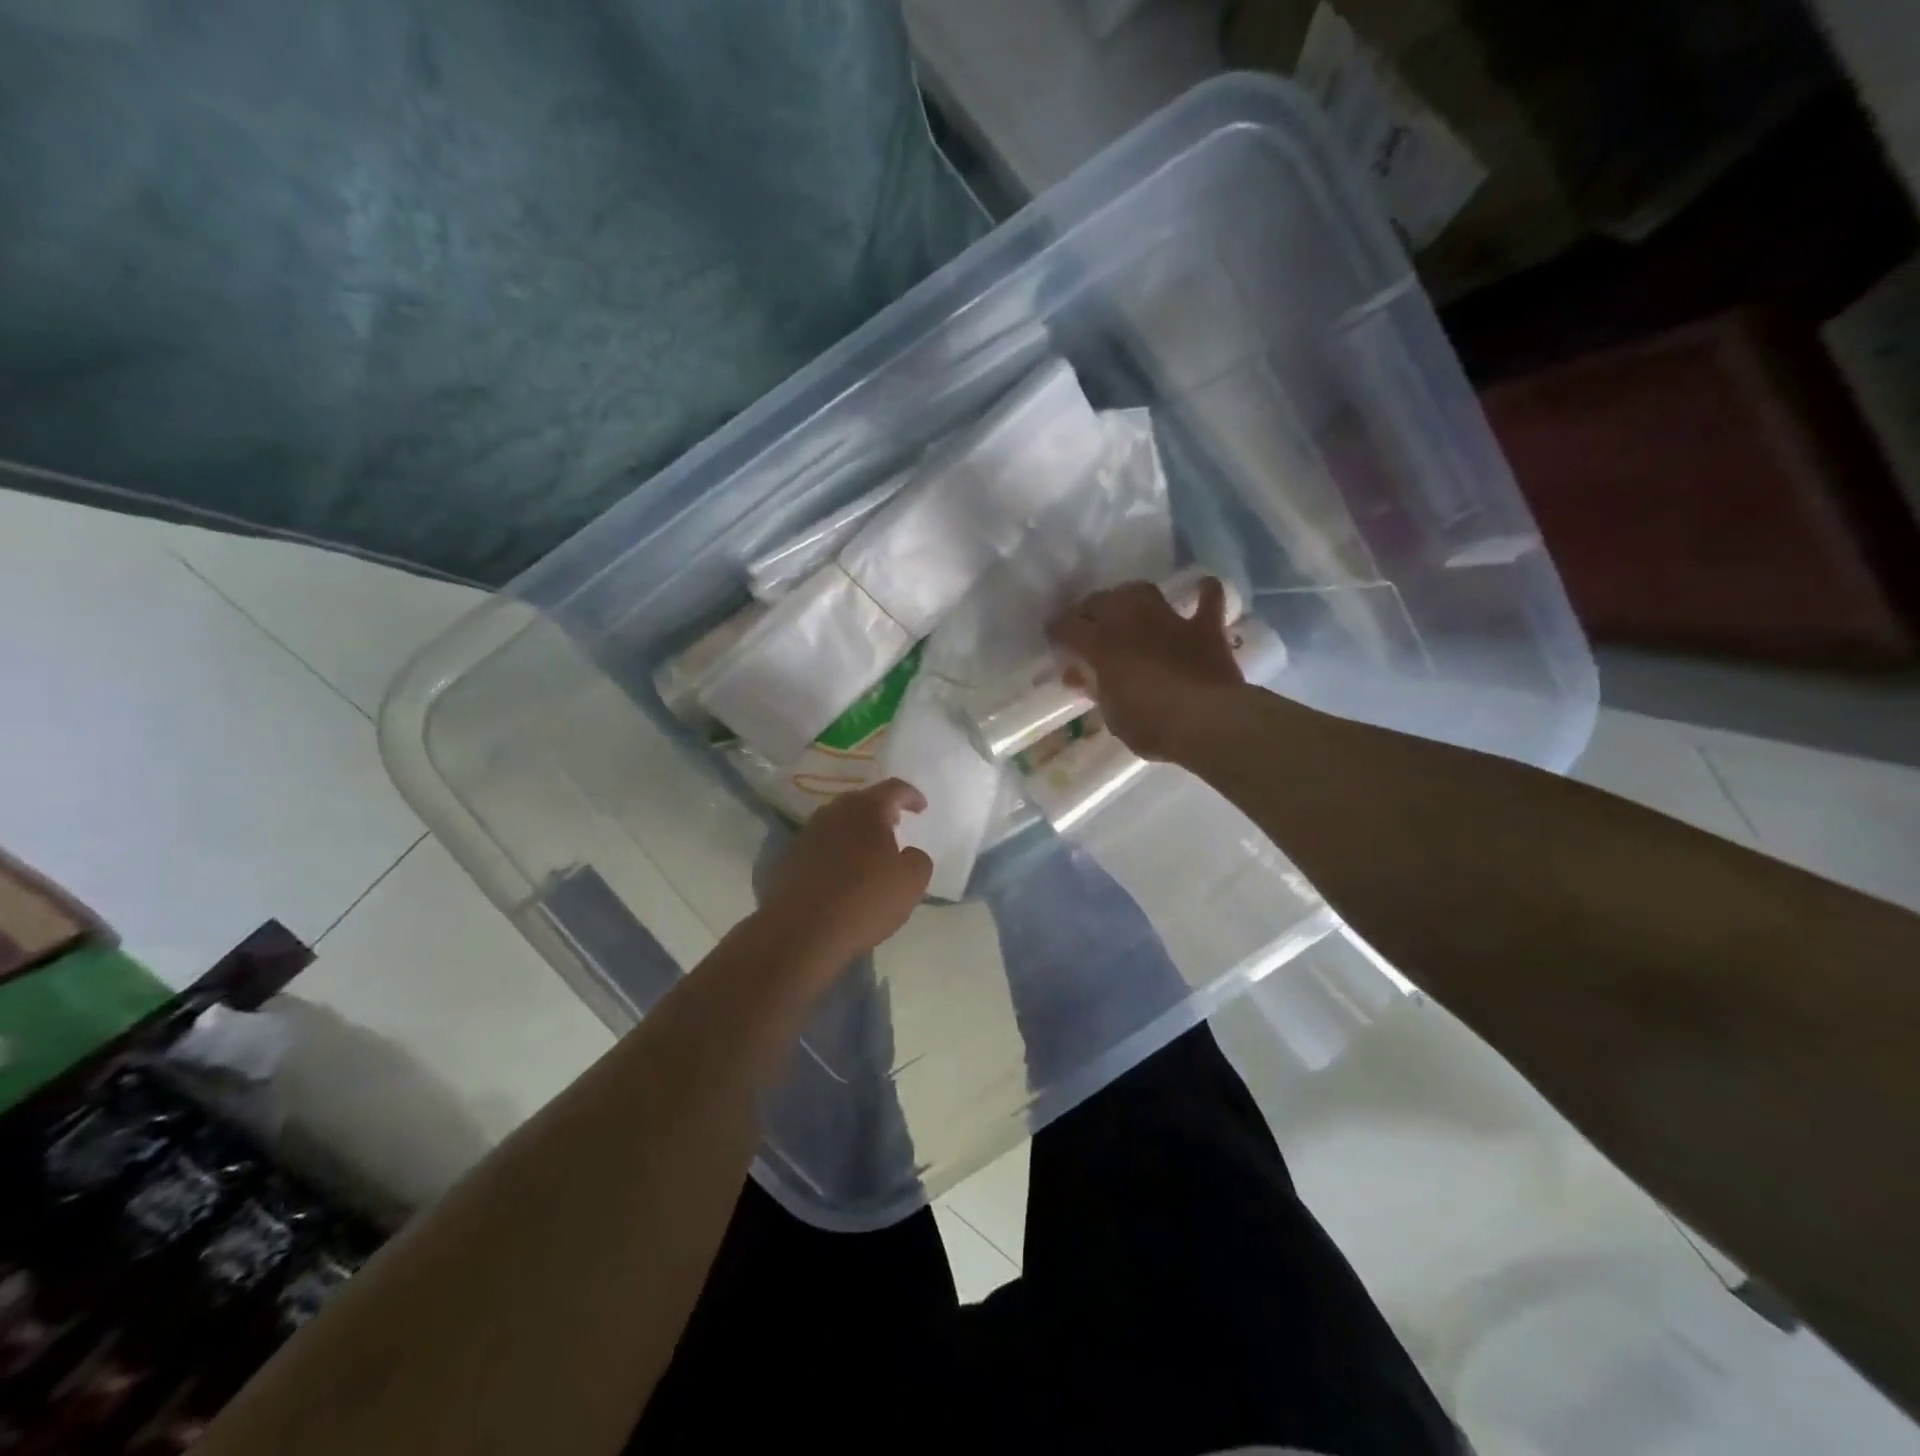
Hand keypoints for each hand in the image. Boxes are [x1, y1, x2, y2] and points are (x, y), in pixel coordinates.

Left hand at [758, 779, 932, 967]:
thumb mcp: (911, 882)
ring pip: (838, 822)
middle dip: (881, 811)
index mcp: (866, 809)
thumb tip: (909, 854)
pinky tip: (842, 874)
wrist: (800, 932)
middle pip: (862, 801)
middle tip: (895, 825)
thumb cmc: (864, 900)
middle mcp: (834, 812)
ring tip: (869, 851)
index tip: (921, 808)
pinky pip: (820, 845)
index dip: (911, 795)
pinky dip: (836, 852)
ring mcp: (807, 834)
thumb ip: (918, 860)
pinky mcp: (789, 857)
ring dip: (856, 831)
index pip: (894, 788)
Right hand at [1049, 578, 1243, 761]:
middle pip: (1101, 601)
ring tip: (1126, 606)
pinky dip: (1204, 595)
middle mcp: (1130, 622)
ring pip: (1142, 592)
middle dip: (1090, 610)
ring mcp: (1169, 621)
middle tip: (1087, 624)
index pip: (1068, 627)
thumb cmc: (1150, 725)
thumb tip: (1079, 676)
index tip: (1053, 637)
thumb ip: (1096, 690)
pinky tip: (1204, 589)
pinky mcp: (1204, 629)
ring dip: (1130, 596)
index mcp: (1101, 644)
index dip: (1057, 630)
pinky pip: (1206, 601)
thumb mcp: (1112, 715)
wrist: (1206, 721)